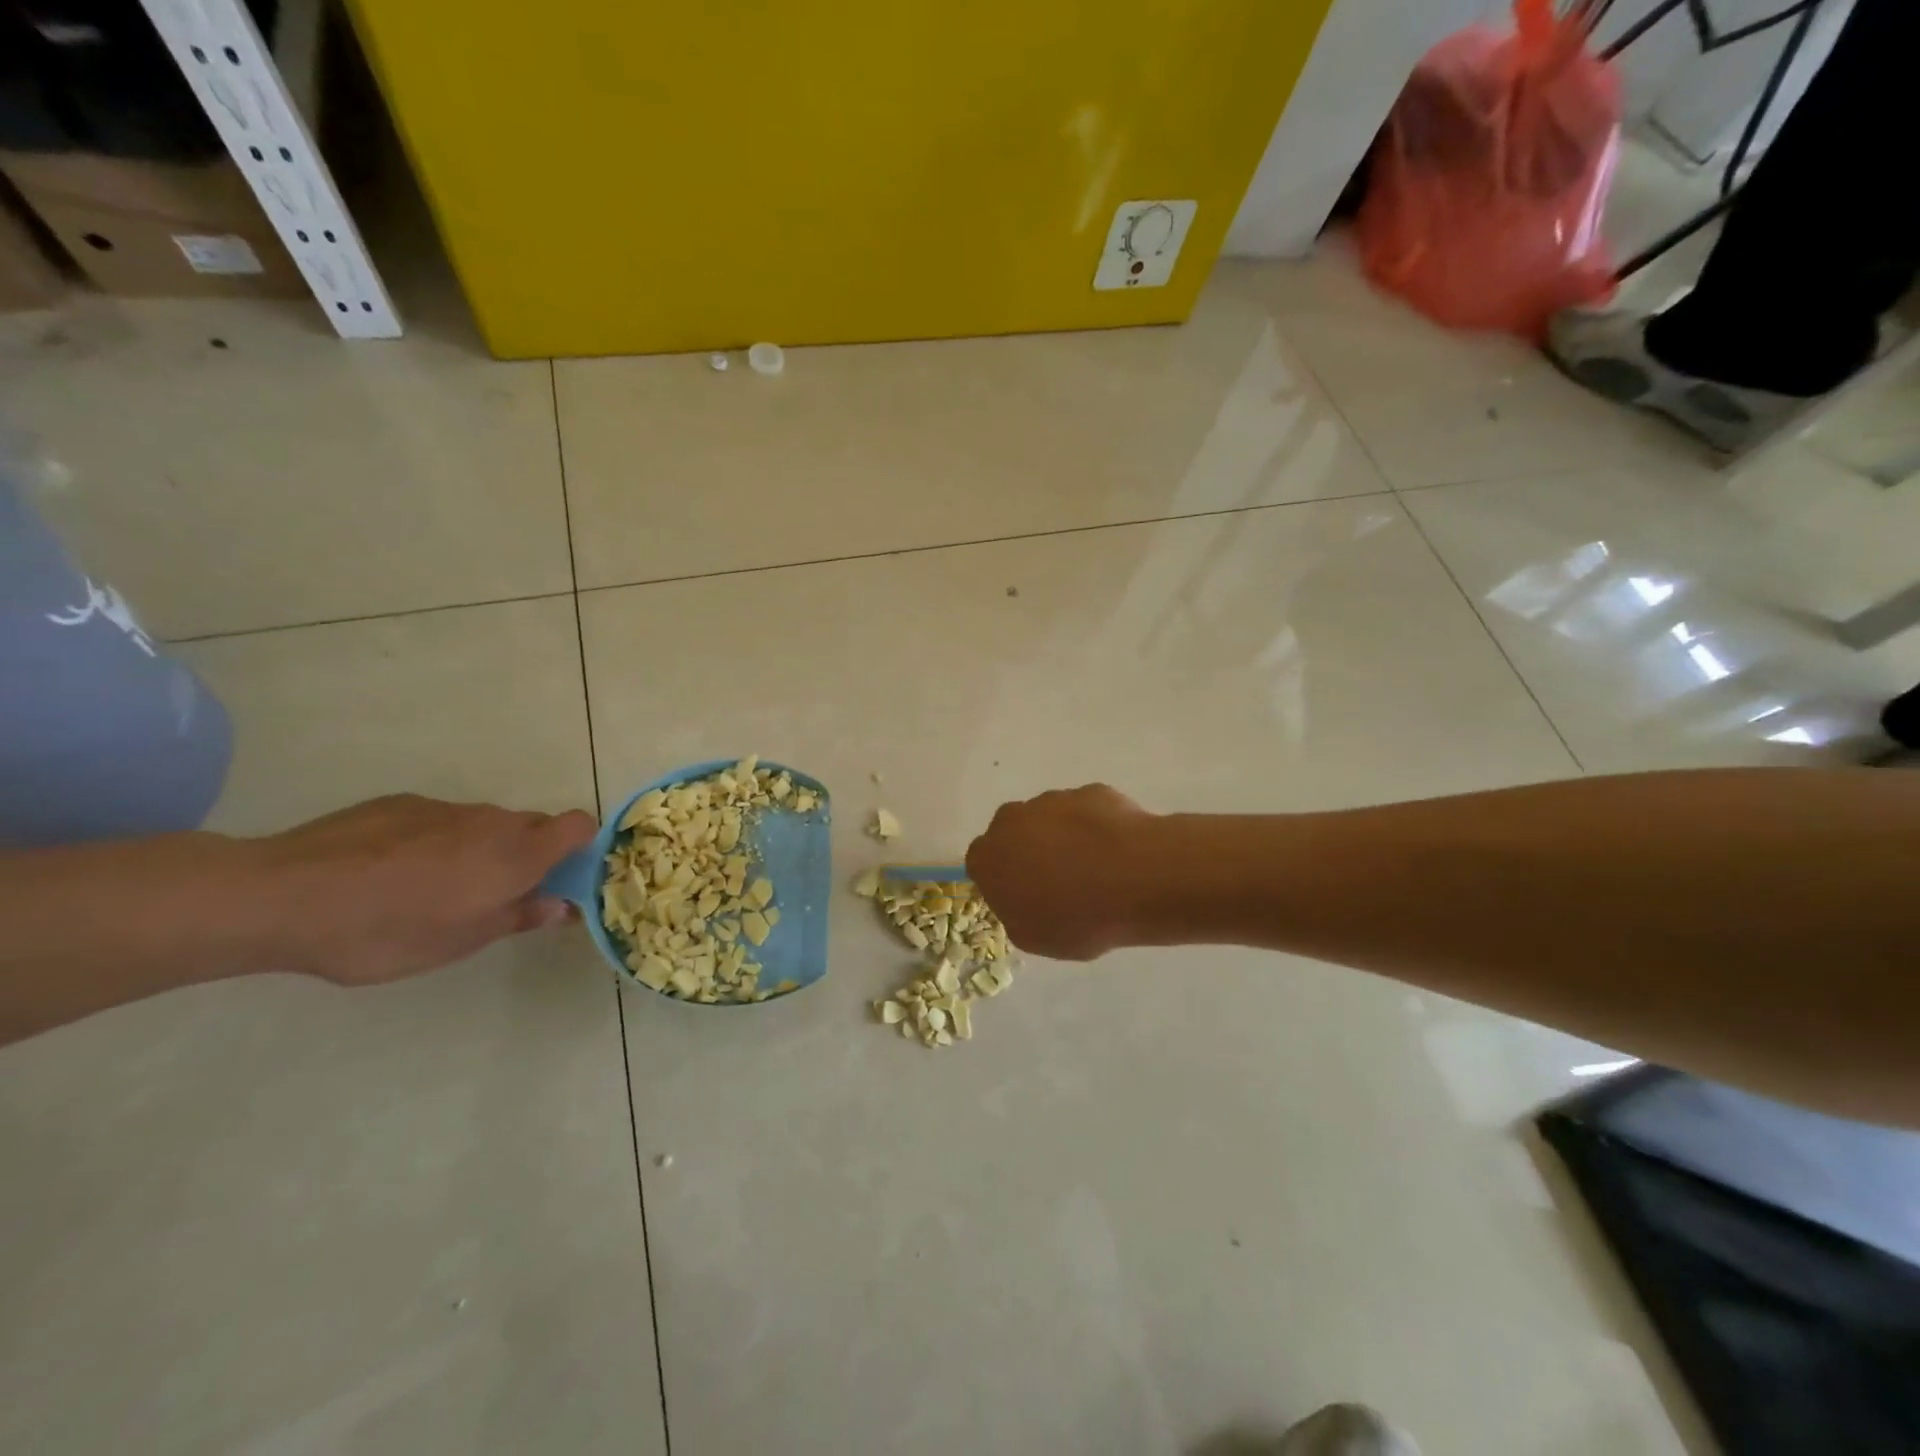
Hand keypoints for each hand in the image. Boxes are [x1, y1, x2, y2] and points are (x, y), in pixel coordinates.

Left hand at [255, 795, 597, 984]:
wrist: (283, 896)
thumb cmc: (387, 931)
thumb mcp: (460, 942)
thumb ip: (518, 917)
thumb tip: (561, 906)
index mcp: (517, 854)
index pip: (579, 825)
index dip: (582, 845)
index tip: (563, 876)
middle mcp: (492, 821)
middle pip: (533, 826)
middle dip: (529, 854)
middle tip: (498, 895)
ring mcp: (445, 808)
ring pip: (485, 824)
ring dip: (481, 849)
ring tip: (435, 889)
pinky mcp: (401, 803)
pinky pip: (441, 820)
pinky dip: (437, 841)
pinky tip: (393, 873)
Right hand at [966, 785, 1159, 960]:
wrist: (1136, 878)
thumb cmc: (1076, 918)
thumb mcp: (1033, 937)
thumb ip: (1016, 912)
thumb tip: (1024, 897)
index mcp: (989, 856)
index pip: (982, 862)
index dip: (1003, 879)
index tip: (1025, 896)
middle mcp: (1012, 820)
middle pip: (1013, 833)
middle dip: (1030, 851)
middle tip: (1059, 881)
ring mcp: (1052, 800)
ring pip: (1050, 818)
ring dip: (1064, 837)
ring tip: (1098, 869)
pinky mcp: (1090, 791)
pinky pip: (1086, 811)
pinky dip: (1096, 827)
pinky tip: (1118, 853)